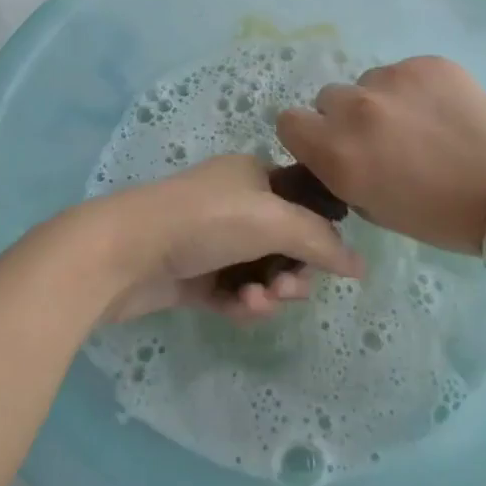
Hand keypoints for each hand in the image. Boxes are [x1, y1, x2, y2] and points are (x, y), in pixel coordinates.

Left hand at [70, 154, 363, 322]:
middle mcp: (234, 204)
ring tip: (257, 302)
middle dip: (294, 269)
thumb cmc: (205, 221)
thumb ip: (321, 241)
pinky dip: (242, 303)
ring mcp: (211, 241)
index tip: (329, 259)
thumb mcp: (273, 220)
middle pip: (285, 242)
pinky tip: (240, 310)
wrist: (124, 252)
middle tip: (288, 288)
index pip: (303, 200)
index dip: (320, 231)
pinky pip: (234, 292)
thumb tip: (360, 265)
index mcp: (253, 175)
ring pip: (261, 272)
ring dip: (269, 291)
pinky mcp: (193, 276)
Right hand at [276, 56, 485, 253]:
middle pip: (328, 98)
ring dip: (380, 100)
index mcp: (337, 153)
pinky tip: (442, 111)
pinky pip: (403, 71)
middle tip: (380, 138)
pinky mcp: (425, 63)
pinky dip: (414, 89)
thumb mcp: (372, 207)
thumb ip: (340, 172)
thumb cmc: (438, 217)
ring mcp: (392, 80)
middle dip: (344, 116)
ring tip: (419, 124)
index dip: (307, 134)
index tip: (328, 144)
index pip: (288, 121)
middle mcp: (355, 110)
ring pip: (367, 82)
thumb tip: (335, 150)